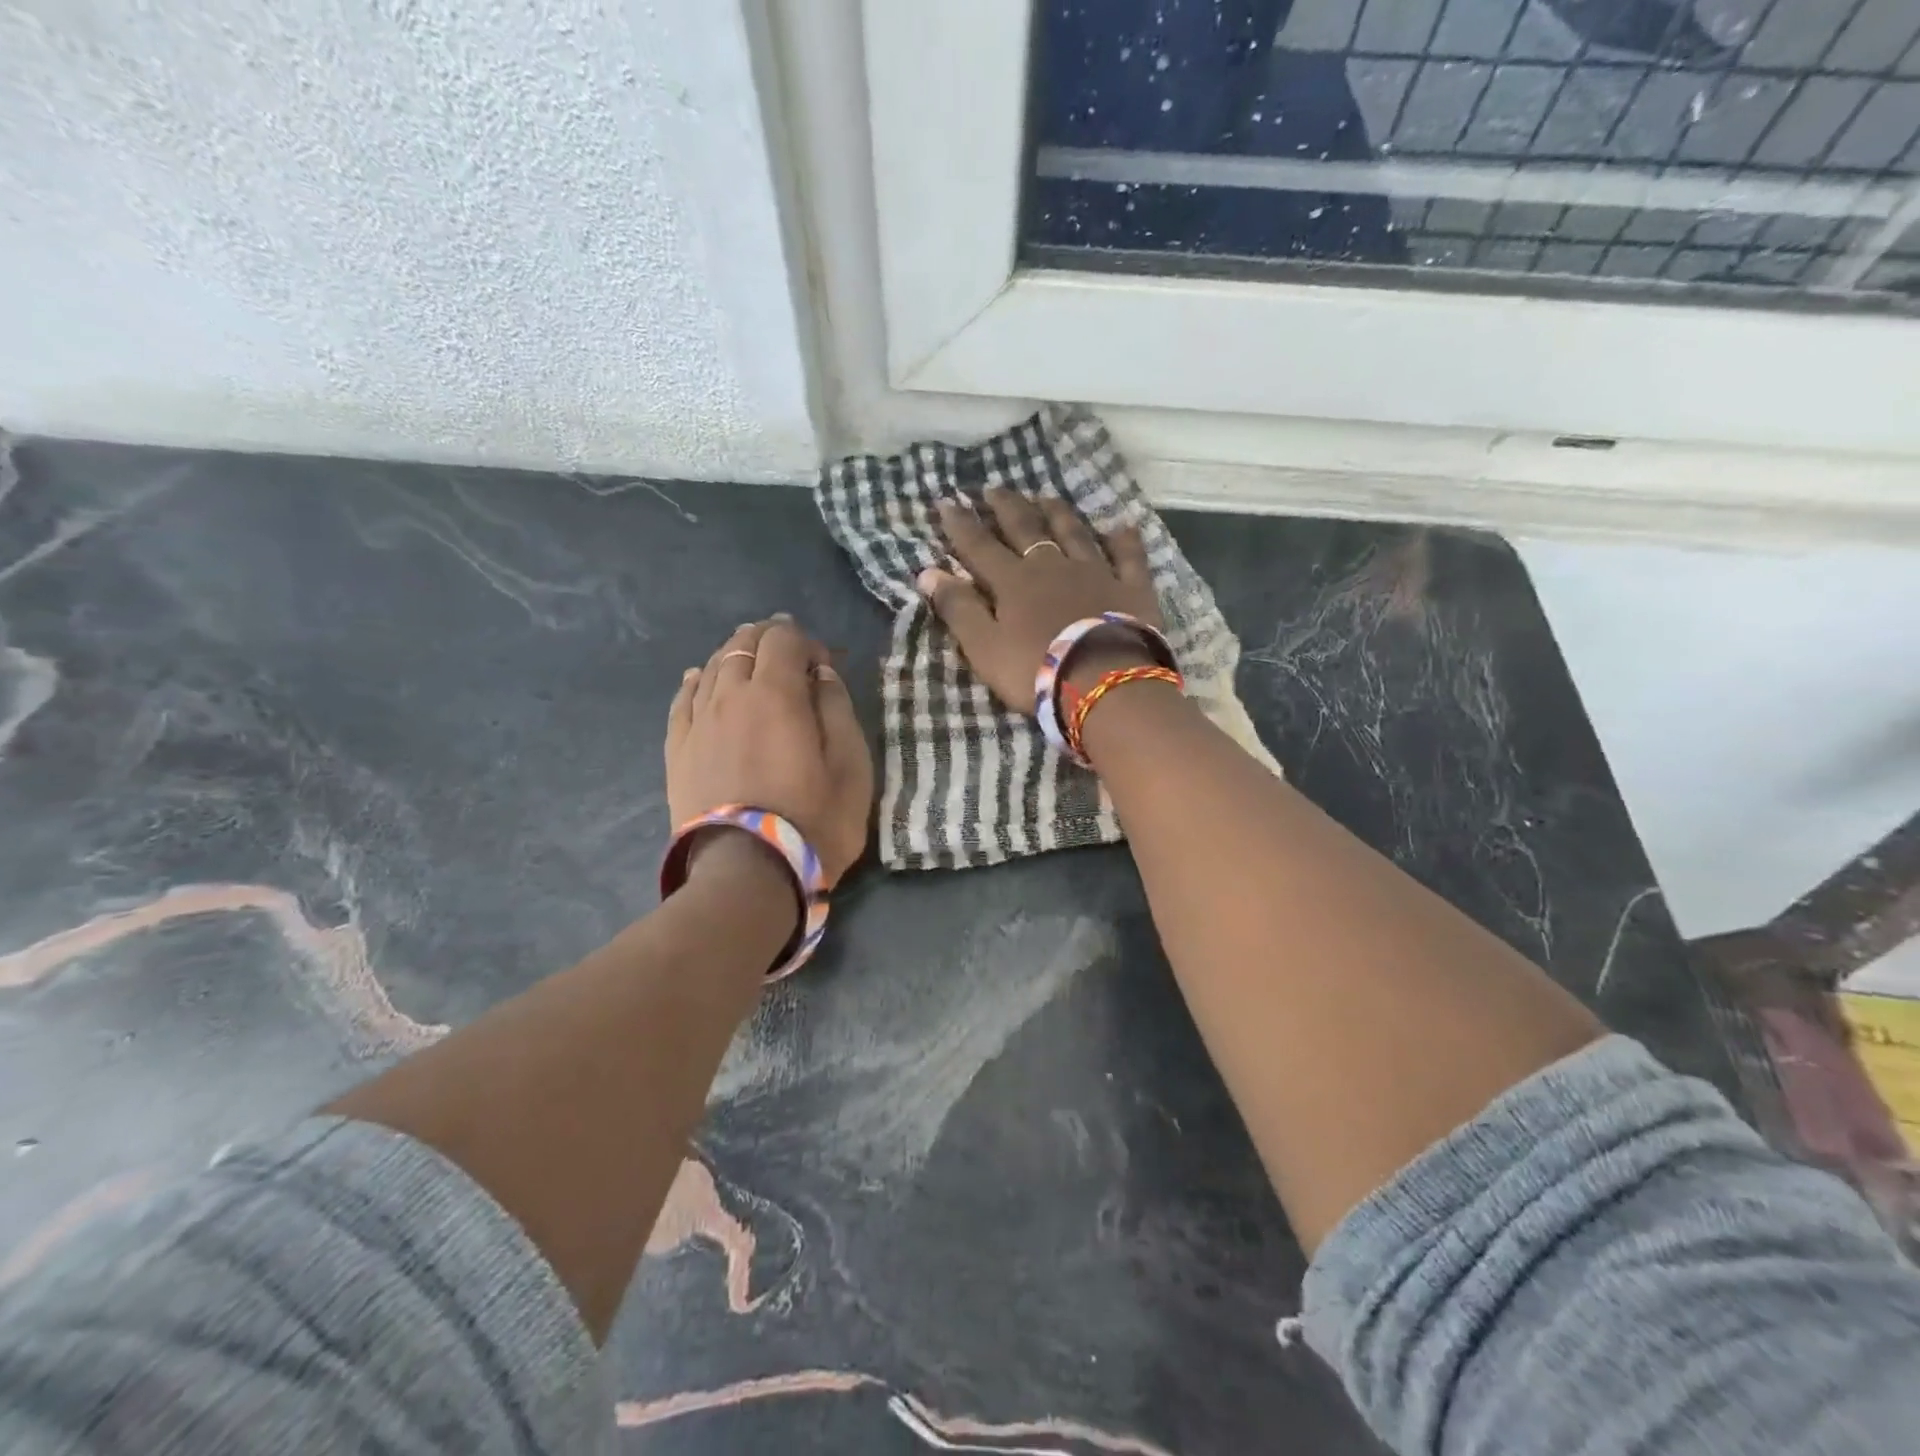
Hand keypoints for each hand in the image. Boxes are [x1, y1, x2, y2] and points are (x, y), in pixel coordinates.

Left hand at [666, 616, 873, 886]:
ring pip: (711, 667)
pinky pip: (682, 700)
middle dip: (769, 640)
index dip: (806, 641)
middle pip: (743, 644)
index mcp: (776, 694)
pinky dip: (695, 682)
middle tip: (789, 655)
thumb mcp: (851, 768)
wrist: (747, 875)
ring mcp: (698, 723)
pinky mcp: (677, 751)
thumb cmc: (813, 822)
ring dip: (734, 656)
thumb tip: (821, 674)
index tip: (824, 665)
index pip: (784, 639)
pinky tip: (699, 679)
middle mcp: (730, 696)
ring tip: (751, 663)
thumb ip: (838, 711)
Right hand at [917, 490, 1161, 710]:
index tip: (947, 502)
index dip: (961, 525)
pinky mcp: (1130, 588)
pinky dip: (1124, 539)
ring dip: (1058, 513)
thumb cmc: (1035, 669)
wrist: (1103, 681)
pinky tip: (1122, 525)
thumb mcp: (984, 646)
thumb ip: (958, 608)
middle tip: (994, 488)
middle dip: (1007, 507)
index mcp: (1013, 582)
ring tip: (1046, 496)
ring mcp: (1095, 572)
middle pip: (1026, 529)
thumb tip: (927, 572)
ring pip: (1074, 533)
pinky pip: (1128, 556)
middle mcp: (1052, 566)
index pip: (980, 547)